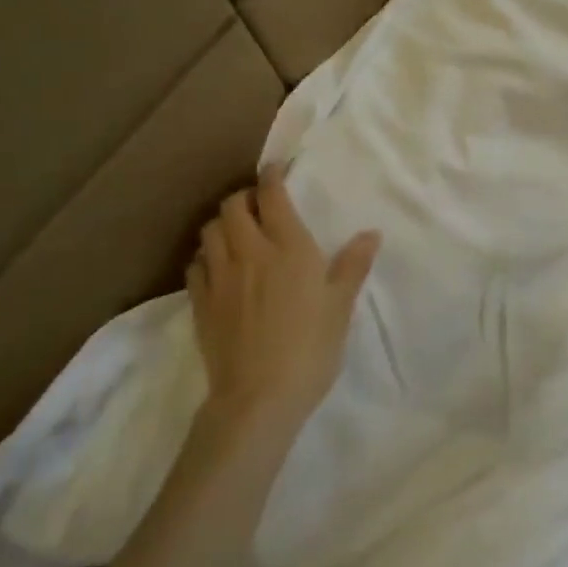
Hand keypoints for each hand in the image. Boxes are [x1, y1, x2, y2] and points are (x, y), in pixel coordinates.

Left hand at [188, 164, 380, 430]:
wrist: (259, 397)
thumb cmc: (311, 348)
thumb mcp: (341, 306)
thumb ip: (353, 265)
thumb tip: (371, 233)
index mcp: (289, 247)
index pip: (272, 196)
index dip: (272, 176)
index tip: (275, 169)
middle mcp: (250, 252)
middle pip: (233, 207)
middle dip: (245, 198)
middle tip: (259, 206)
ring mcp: (220, 277)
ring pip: (210, 231)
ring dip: (222, 224)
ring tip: (237, 233)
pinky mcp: (200, 302)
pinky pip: (195, 264)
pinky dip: (206, 256)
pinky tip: (217, 267)